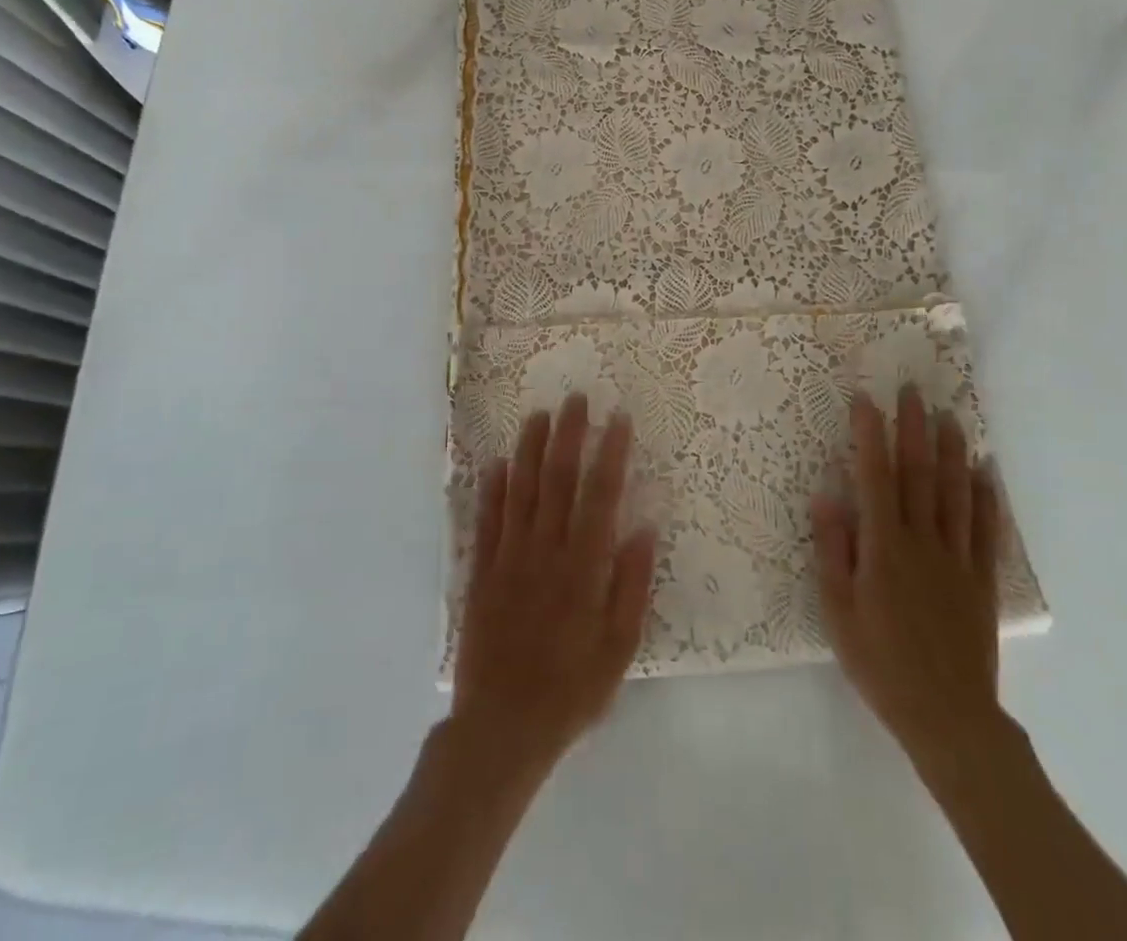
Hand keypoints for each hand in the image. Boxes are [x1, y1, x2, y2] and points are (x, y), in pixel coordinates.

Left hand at [451, 394, 656, 783]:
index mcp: (583, 567)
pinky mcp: (482, 572)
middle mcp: (545, 551)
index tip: (618, 418)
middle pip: (557, 480)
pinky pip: (487, 520)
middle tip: (575, 398)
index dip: (610, 453)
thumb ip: (632, 583)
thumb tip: (644, 525)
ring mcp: (509, 558)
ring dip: (529, 449)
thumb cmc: (571, 689)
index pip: (600, 495)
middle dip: (568, 435)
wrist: (502, 728)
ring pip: (519, 490)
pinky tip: (496, 462)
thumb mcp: (619, 647)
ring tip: (537, 415)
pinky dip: (491, 489)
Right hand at [812, 387, 1005, 774]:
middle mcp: (922, 541)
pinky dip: (986, 497)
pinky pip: (985, 530)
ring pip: (955, 493)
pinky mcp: (981, 580)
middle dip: (913, 428)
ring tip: (950, 416)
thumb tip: (826, 496)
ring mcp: (957, 559)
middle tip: (913, 389)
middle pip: (918, 474)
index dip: (870, 435)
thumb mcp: (837, 611)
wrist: (946, 716)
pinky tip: (986, 472)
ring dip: (951, 451)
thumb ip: (833, 550)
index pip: (874, 477)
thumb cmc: (880, 662)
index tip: (866, 399)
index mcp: (883, 546)